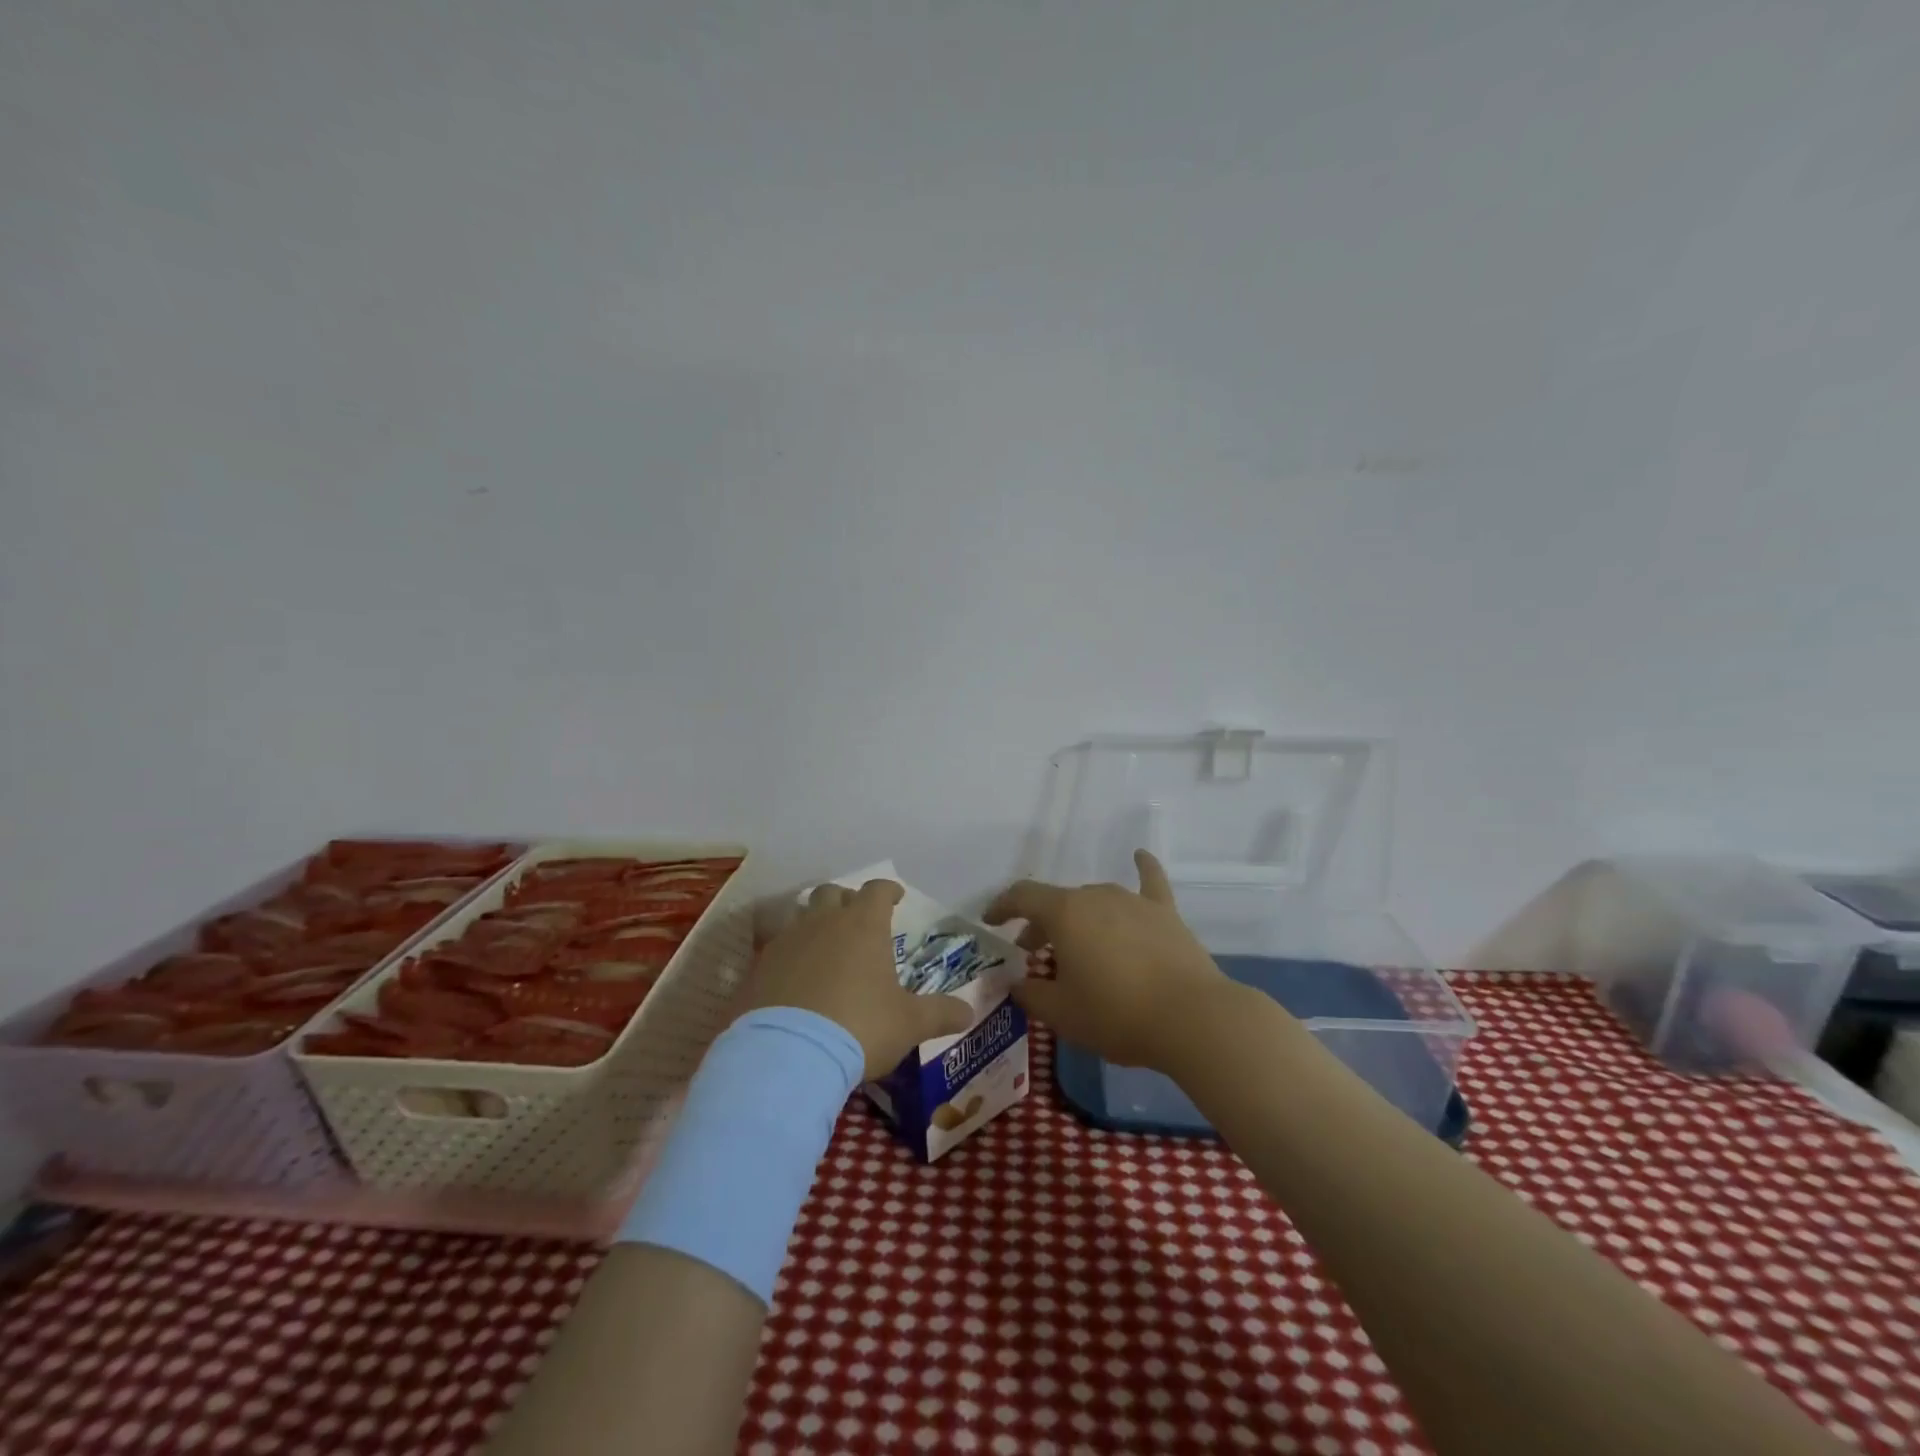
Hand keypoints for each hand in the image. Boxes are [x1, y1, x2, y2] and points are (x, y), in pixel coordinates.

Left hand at [743, 879, 973, 1078]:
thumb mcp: (909, 1024)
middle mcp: (822, 922)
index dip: (888, 890)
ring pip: (799, 916)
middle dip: (846, 901)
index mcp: (863, 925)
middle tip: (856, 919)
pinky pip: (774, 949)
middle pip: (832, 893)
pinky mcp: (757, 968)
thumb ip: (940, 1014)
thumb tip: (968, 1012)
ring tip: (823, 947)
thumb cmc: (859, 1027)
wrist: (787, 1054)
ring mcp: (785, 942)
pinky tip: (792, 980)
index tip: (896, 897)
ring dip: (813, 924)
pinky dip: (787, 957)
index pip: (878, 890)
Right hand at [985, 850, 1229, 1071]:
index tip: (990, 921)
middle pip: (1058, 902)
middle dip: (1040, 925)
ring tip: (1077, 945)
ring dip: (1078, 919)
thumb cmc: (1116, 1014)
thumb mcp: (1061, 1013)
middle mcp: (1096, 895)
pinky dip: (1142, 868)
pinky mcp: (1165, 913)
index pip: (1022, 897)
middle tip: (1034, 955)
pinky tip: (1140, 855)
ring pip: (1094, 900)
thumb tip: (1016, 983)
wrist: (1192, 1018)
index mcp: (1065, 913)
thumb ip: (1030, 994)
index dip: (1002, 906)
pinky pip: (1150, 882)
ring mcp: (1133, 901)